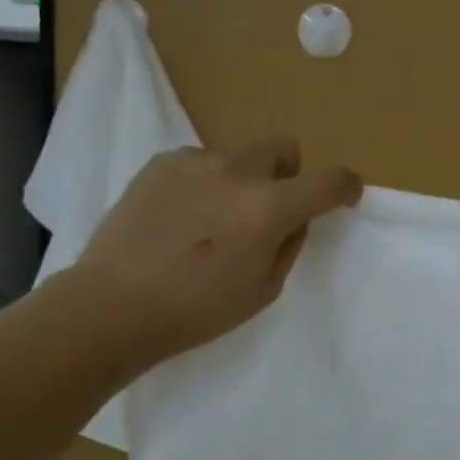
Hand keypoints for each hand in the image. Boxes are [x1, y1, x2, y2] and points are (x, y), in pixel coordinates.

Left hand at [71, 140, 361, 378]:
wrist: (113, 305)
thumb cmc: (196, 311)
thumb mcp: (262, 290)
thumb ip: (288, 245)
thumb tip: (294, 219)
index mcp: (268, 209)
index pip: (328, 180)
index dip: (346, 185)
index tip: (344, 196)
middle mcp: (236, 172)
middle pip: (283, 148)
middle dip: (288, 174)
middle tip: (268, 210)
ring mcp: (195, 162)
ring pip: (237, 158)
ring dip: (240, 181)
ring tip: (210, 221)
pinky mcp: (160, 162)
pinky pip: (200, 163)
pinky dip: (203, 183)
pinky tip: (179, 217)